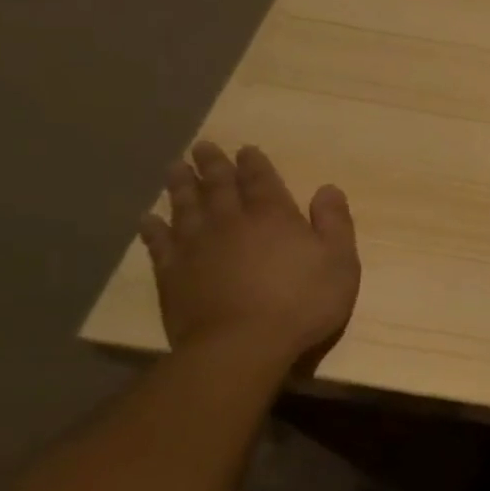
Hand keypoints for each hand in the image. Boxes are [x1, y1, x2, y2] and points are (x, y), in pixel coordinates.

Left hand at [138, 143, 360, 368]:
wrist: (243, 344)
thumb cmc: (303, 302)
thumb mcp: (340, 262)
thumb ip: (335, 223)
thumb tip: (328, 189)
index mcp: (274, 216)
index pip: (261, 180)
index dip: (254, 163)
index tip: (246, 149)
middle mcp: (231, 222)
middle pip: (218, 186)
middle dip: (212, 165)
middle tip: (201, 146)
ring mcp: (196, 247)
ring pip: (185, 206)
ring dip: (180, 185)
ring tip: (174, 168)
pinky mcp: (173, 274)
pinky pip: (159, 243)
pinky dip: (153, 228)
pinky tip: (149, 218)